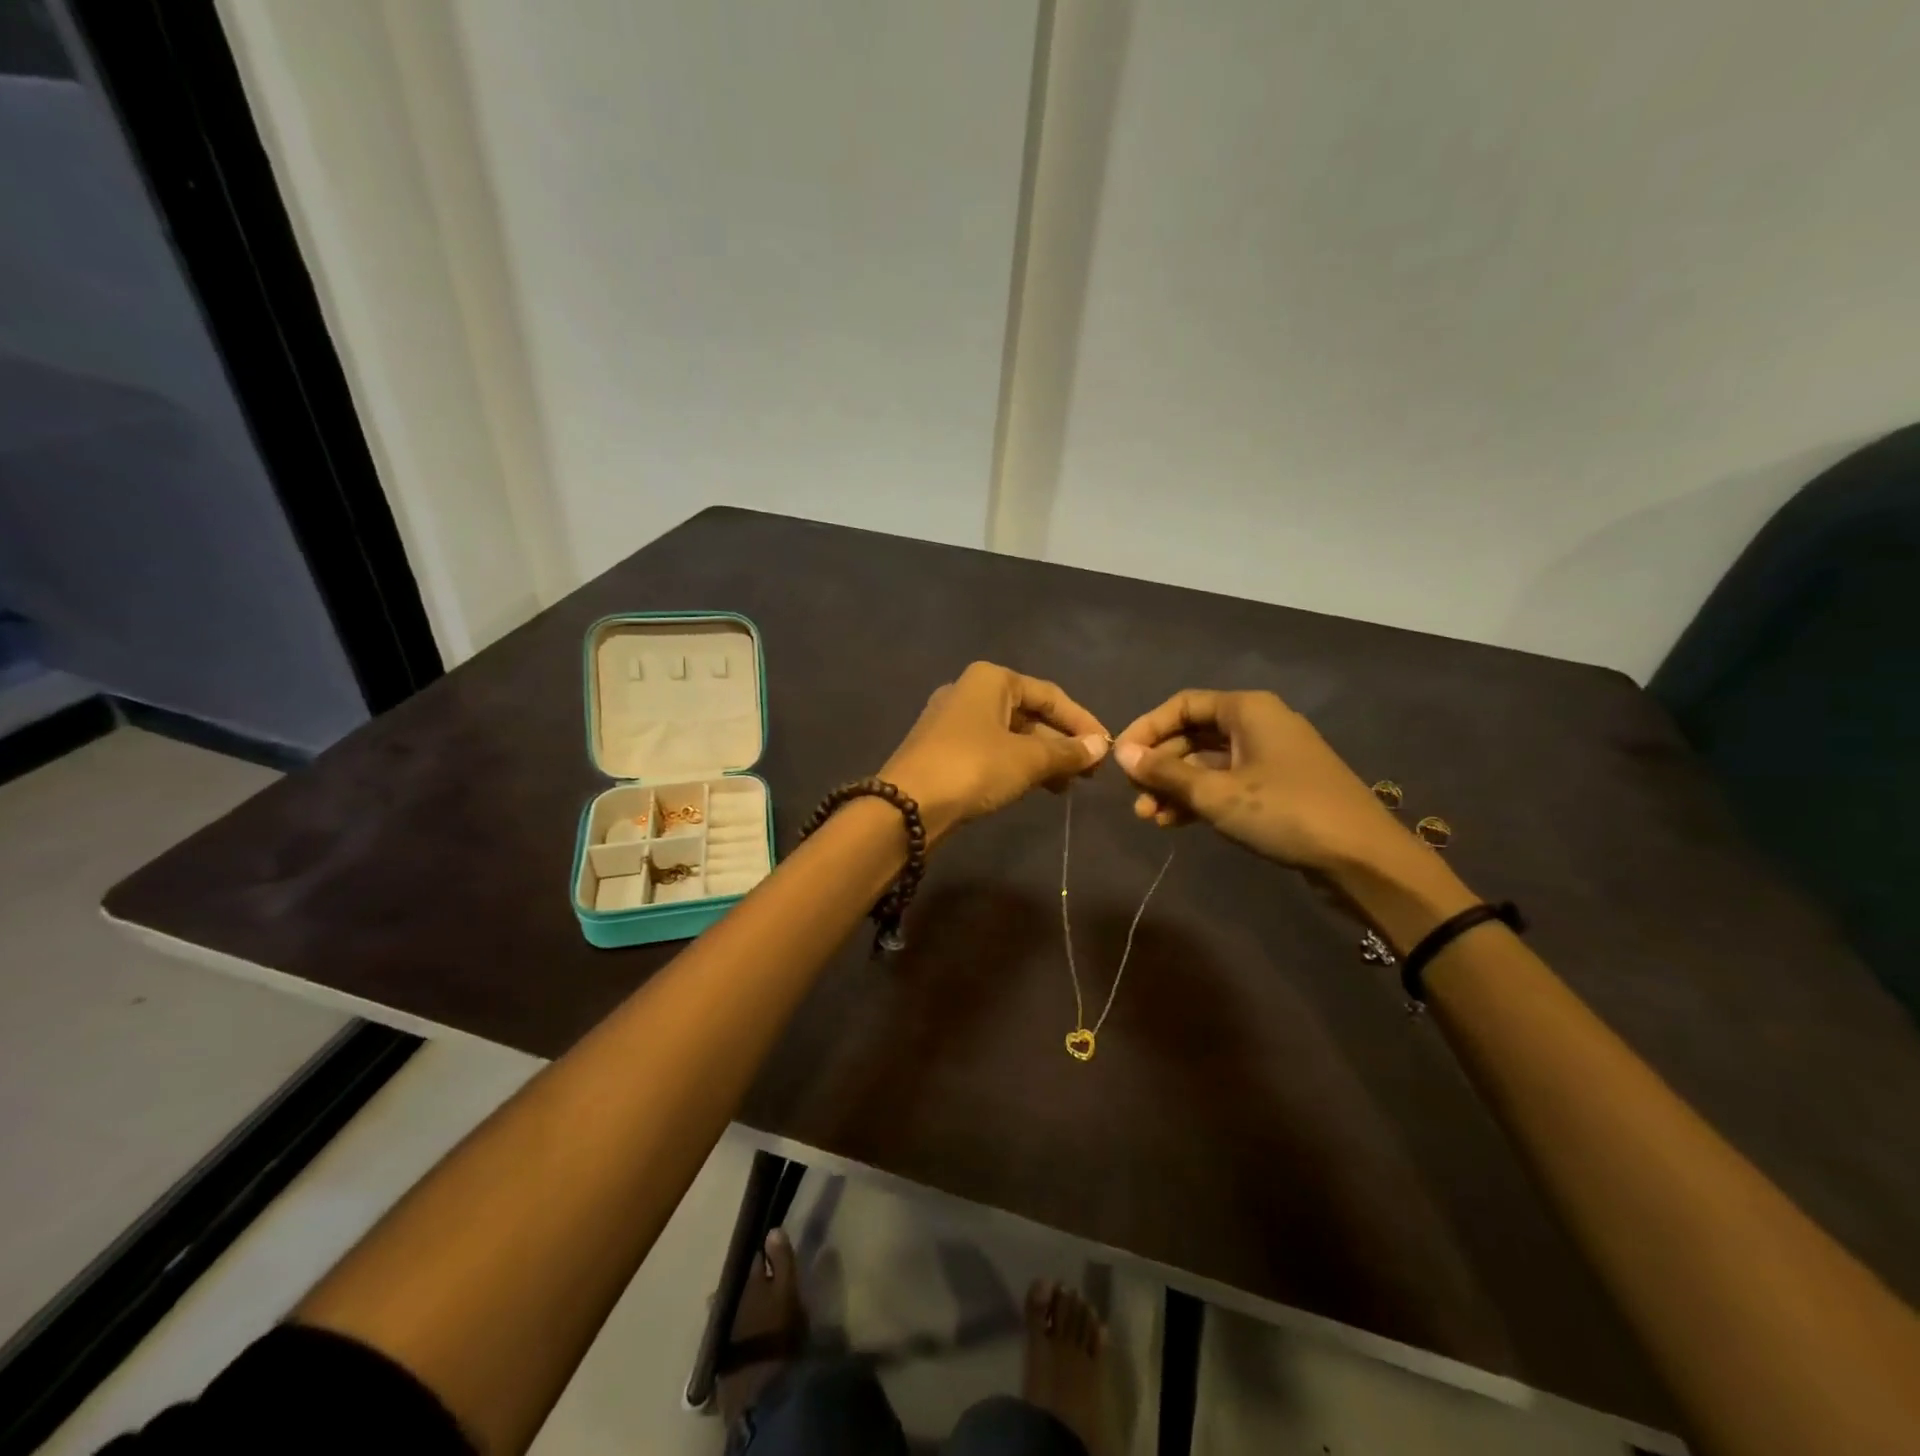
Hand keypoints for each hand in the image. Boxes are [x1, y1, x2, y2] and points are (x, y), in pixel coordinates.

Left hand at [881, 662, 1109, 844]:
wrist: (906, 805)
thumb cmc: (973, 768)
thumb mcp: (1028, 759)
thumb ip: (1067, 752)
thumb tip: (1100, 747)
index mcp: (991, 679)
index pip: (1050, 695)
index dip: (1082, 722)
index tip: (1106, 750)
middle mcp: (970, 691)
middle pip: (1029, 714)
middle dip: (1061, 743)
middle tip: (1089, 773)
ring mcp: (952, 721)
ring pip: (1010, 735)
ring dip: (1041, 758)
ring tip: (1067, 786)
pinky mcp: (943, 749)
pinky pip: (991, 750)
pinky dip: (1016, 765)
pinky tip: (1034, 787)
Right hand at [1111, 689, 1405, 874]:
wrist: (1362, 858)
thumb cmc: (1285, 812)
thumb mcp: (1217, 794)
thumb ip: (1165, 772)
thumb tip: (1121, 753)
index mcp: (1247, 710)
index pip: (1182, 705)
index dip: (1146, 728)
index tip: (1120, 758)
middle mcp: (1257, 724)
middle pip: (1193, 734)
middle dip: (1159, 765)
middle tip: (1133, 795)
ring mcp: (1269, 756)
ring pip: (1207, 763)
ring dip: (1175, 787)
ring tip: (1148, 817)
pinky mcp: (1276, 786)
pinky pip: (1226, 782)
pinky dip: (1199, 798)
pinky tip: (1173, 822)